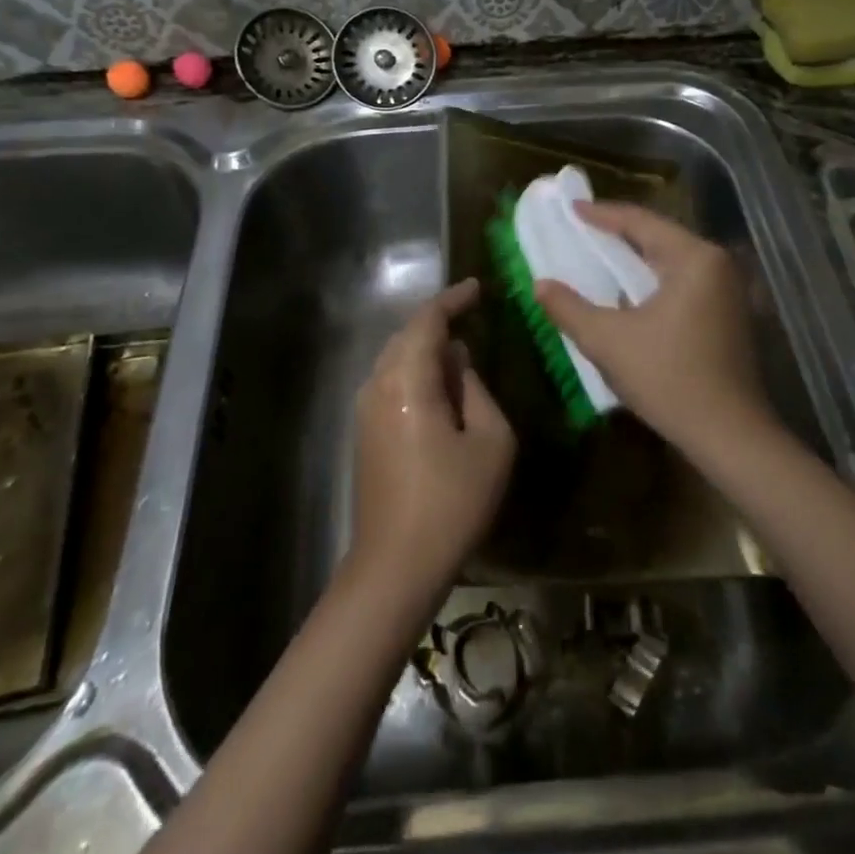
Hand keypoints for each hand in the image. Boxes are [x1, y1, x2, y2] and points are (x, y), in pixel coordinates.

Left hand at [349, 279, 515, 599]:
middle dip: (439, 324)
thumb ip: (476, 390)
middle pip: (407, 336)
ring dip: (426, 350)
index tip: (477, 288)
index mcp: (407, 380)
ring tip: (461, 355)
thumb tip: (458, 363)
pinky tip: (440, 391)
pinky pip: (391, 384)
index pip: (427, 321)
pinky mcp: (364, 433)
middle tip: (473, 318)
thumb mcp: (490, 441)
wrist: (396, 565)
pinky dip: (416, 374)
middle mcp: (377, 385)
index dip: (452, 299)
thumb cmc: (453, 501)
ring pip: (396, 360)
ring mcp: (365, 410)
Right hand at [534, 205, 769, 458]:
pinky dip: (654, 279)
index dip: (602, 215)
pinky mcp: (730, 314)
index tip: (572, 209)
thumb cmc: (668, 378)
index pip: (641, 222)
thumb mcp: (607, 340)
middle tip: (584, 230)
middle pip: (660, 237)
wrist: (729, 435)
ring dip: (637, 258)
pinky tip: (631, 291)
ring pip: (673, 261)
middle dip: (620, 233)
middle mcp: (717, 265)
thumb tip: (540, 284)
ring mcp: (729, 290)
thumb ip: (569, 308)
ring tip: (601, 256)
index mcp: (694, 258)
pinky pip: (684, 281)